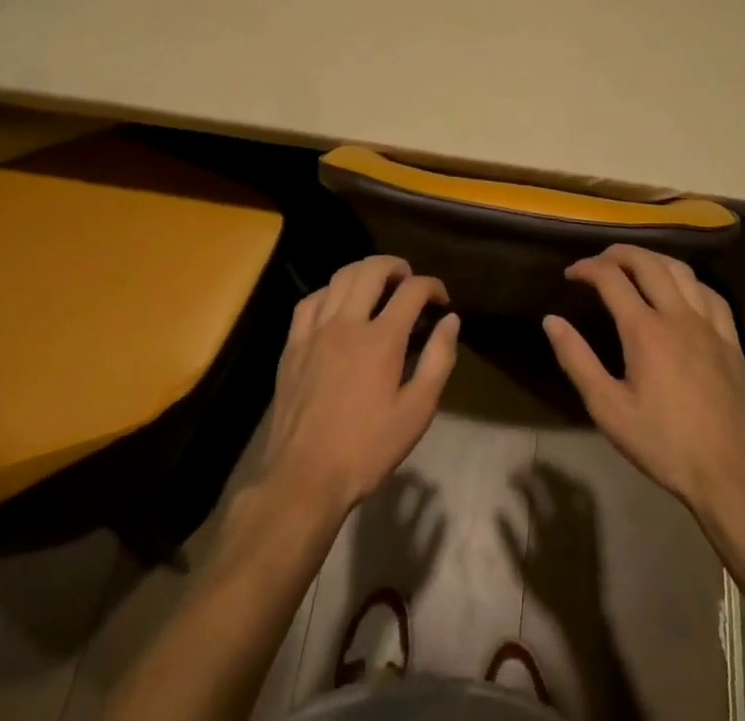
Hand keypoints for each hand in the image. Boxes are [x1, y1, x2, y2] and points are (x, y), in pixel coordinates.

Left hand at [260, 255, 459, 514]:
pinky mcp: (293, 345)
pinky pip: (310, 301)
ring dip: (364, 271)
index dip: (432, 286)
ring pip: (340, 277)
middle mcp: (348, 323)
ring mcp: (316, 331)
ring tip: (377, 284)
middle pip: (372, 270)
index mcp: (381, 339)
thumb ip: (438, 361)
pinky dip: (329, 292)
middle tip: (408, 280)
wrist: (305, 478)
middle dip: (396, 266)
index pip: (412, 290)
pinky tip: (337, 305)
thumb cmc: (367, 449)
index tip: (441, 300)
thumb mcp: (416, 412)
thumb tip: (451, 320)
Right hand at [543, 245, 744, 518]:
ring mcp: (709, 325)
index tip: (571, 274)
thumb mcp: (608, 409)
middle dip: (618, 253)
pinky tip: (681, 289)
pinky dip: (689, 280)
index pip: (611, 277)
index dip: (587, 268)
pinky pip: (710, 294)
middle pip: (647, 263)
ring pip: (680, 270)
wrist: (730, 475)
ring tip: (635, 265)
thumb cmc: (663, 444)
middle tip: (599, 261)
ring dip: (653, 259)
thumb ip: (577, 360)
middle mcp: (677, 315)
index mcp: (644, 330)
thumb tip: (551, 320)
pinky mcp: (730, 340)